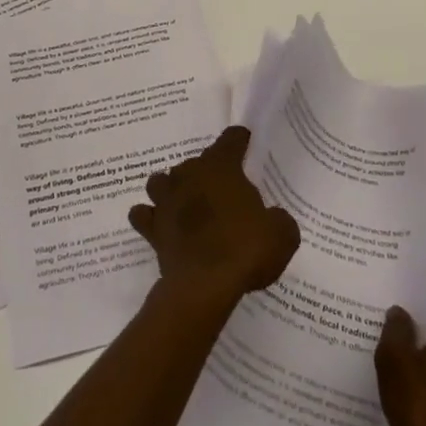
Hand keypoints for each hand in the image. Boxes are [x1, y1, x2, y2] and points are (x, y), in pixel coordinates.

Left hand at [128, 127, 299, 310]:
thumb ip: (278, 219)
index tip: (244, 141)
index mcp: (221, 167)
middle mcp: (189, 175)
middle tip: (223, 191)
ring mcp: (166, 200)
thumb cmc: (246, 250)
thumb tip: (273, 219)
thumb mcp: (282, 234)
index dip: (239, 139)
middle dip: (208, 172)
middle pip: (196, 162)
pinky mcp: (152, 228)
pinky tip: (160, 224)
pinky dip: (150, 217)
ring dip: (172, 188)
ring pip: (162, 181)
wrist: (206, 285)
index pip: (230, 140)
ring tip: (185, 202)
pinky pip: (143, 215)